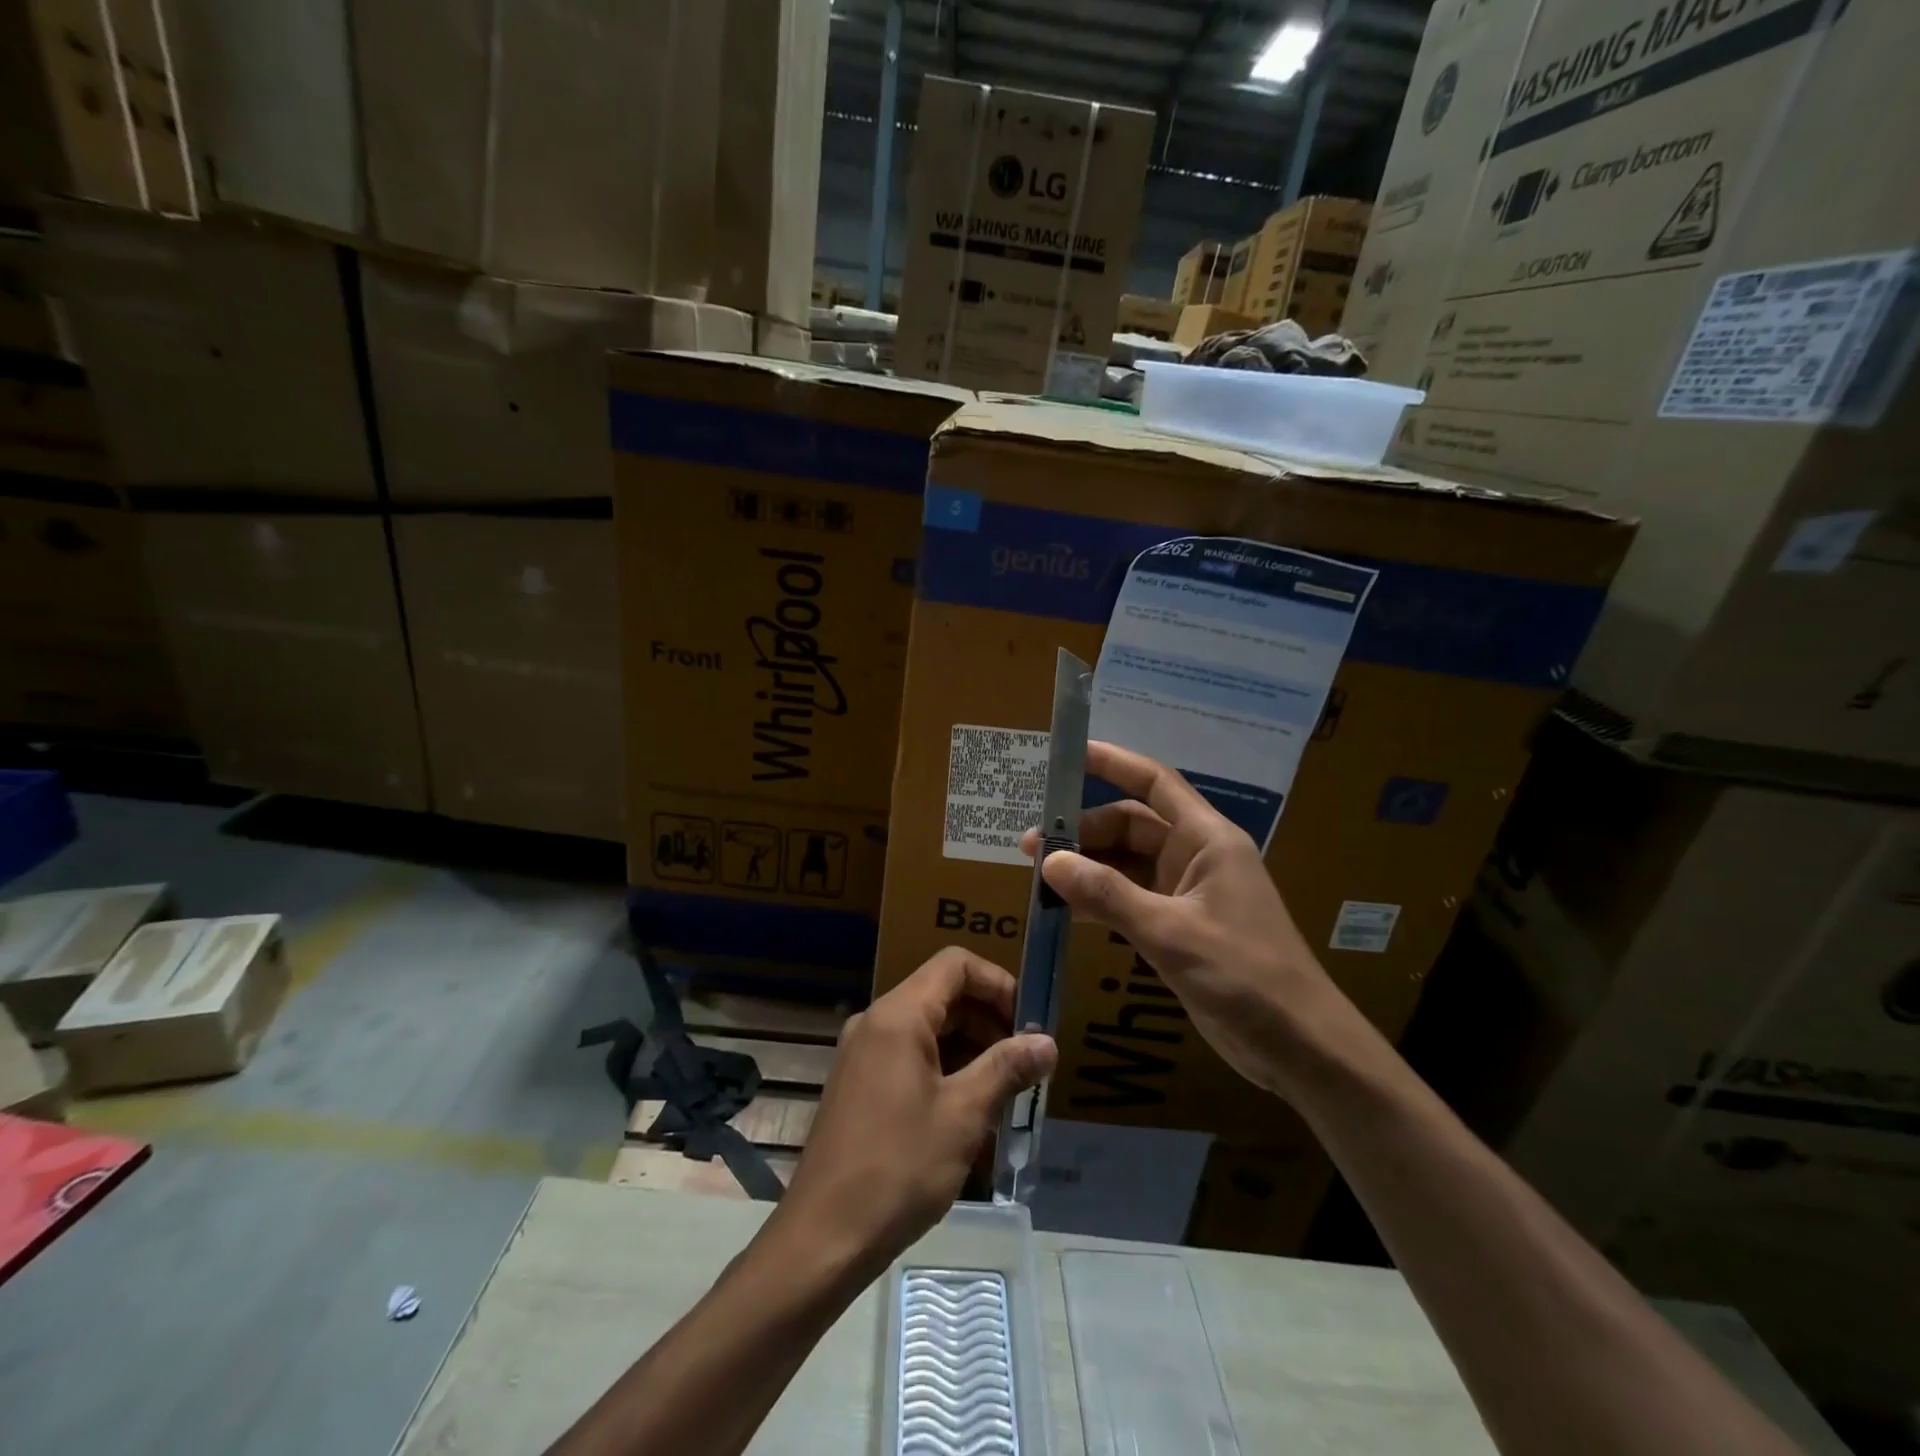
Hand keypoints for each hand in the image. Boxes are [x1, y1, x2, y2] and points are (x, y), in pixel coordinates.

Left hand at [779, 947, 1056, 1274]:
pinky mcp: (860, 1085)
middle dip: (989, 1021)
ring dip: (971, 1050)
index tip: (1028, 1022)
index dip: (998, 983)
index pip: (955, 965)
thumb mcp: (963, 1115)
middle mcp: (876, 1022)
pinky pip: (911, 1057)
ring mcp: (863, 1054)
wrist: (822, 1239)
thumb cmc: (898, 1167)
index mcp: (898, 1015)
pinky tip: (970, 1114)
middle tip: (1025, 1063)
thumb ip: (1006, 1068)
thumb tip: (1047, 1043)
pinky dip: (945, 1071)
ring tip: (1005, 1092)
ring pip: (929, 1029)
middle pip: (943, 995)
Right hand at [1021, 741, 1352, 1097]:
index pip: (1155, 783)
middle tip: (1032, 847)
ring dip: (1087, 867)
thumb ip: (1108, 895)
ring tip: (1039, 878)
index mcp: (1207, 839)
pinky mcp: (1180, 925)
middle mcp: (1197, 856)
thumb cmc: (1244, 976)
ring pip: (1127, 864)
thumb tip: (1050, 861)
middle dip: (1084, 831)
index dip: (1114, 763)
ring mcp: (1188, 892)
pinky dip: (1100, 901)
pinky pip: (1131, 899)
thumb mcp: (1171, 932)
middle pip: (1132, 825)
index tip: (1068, 756)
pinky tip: (1066, 911)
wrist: (1299, 1045)